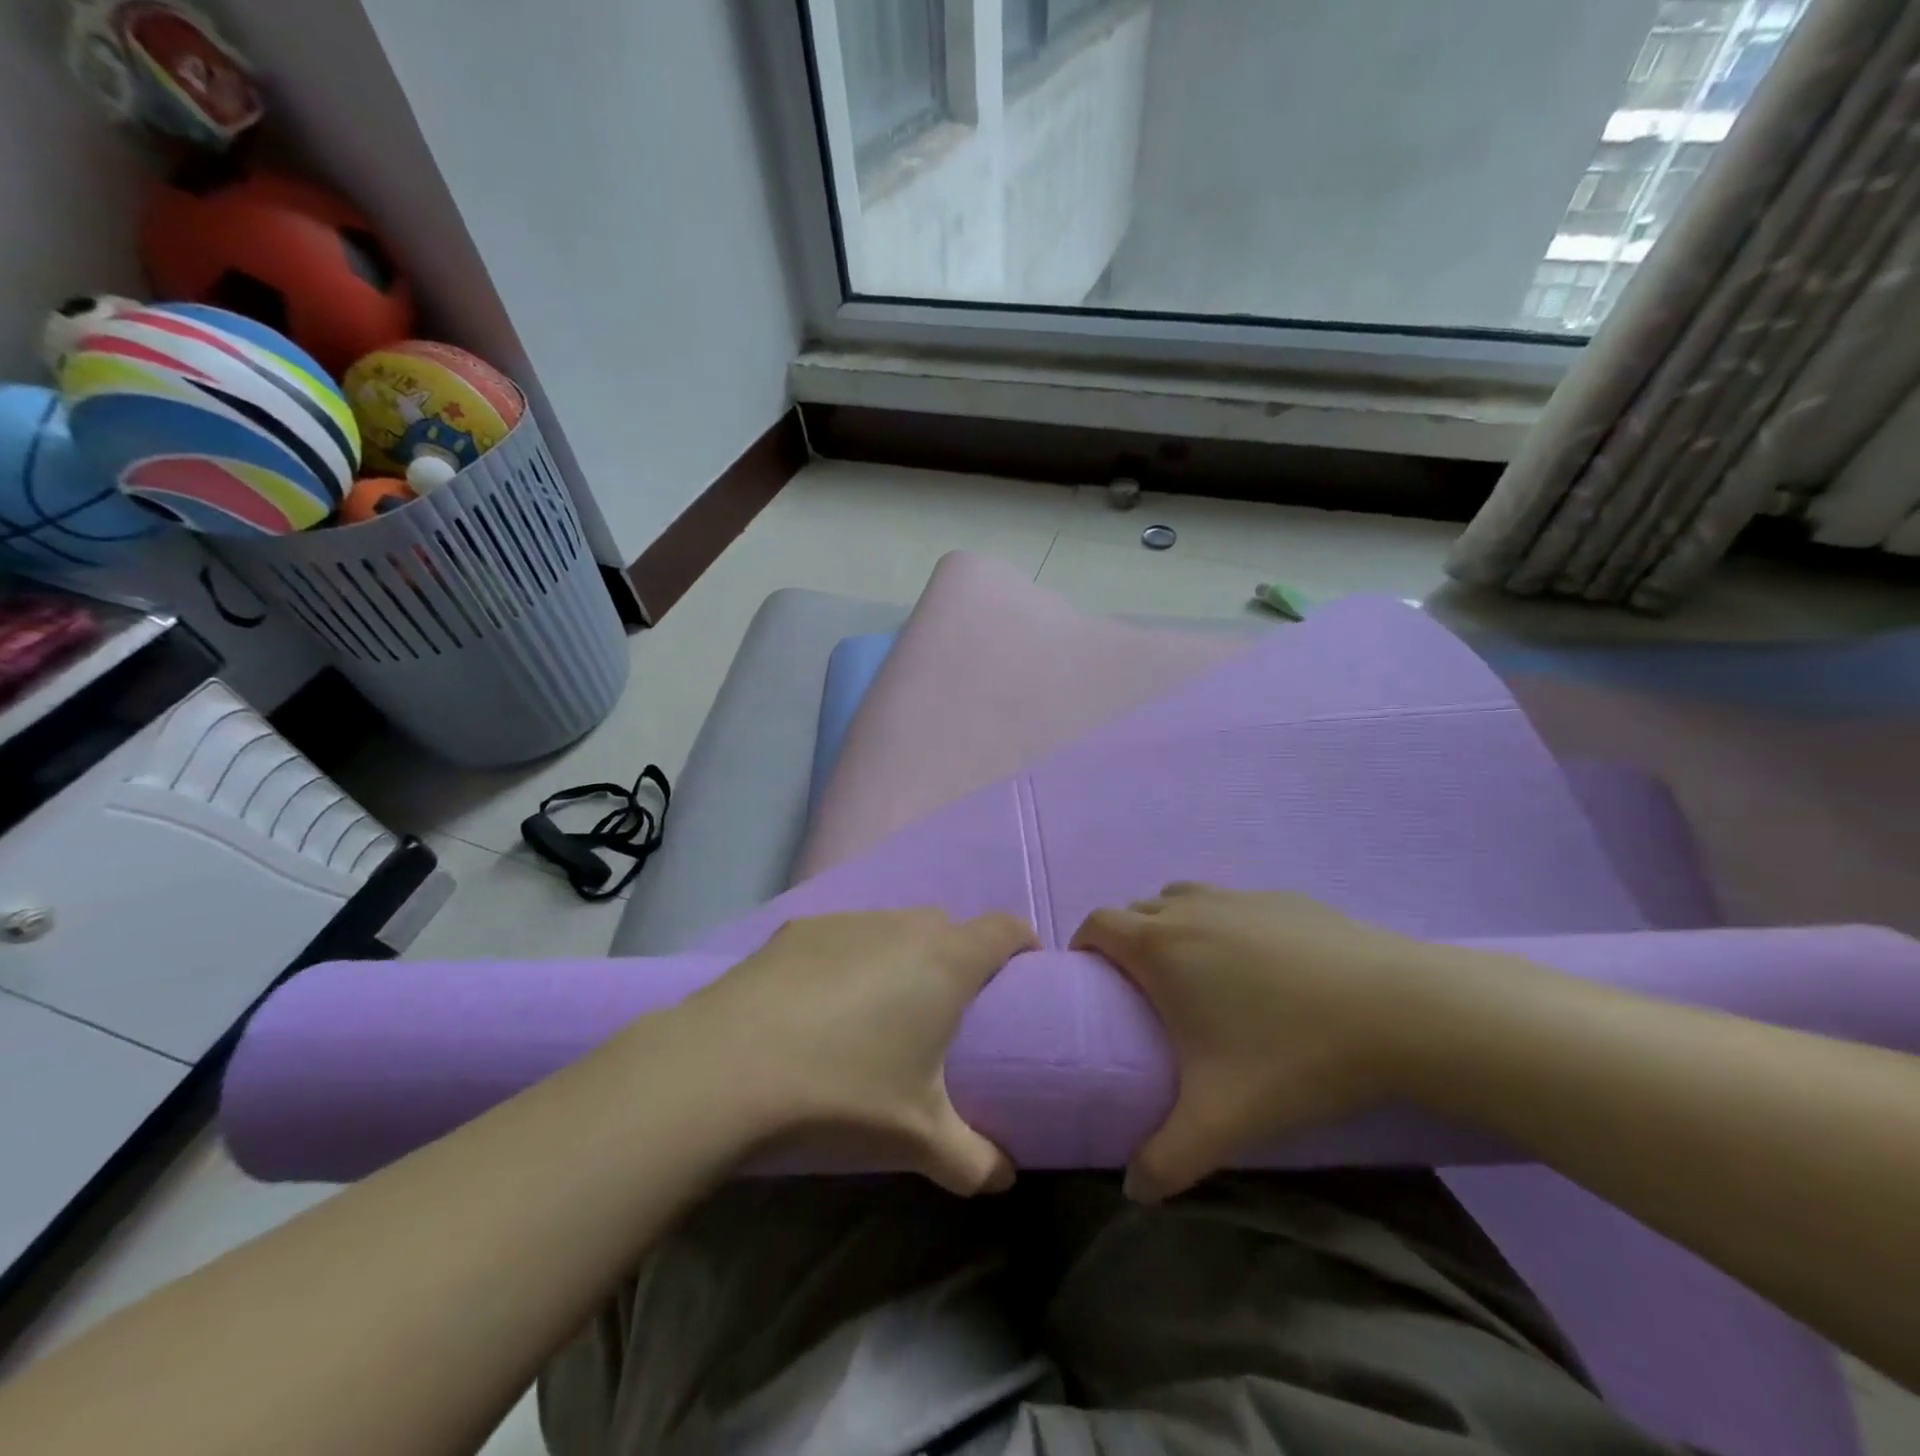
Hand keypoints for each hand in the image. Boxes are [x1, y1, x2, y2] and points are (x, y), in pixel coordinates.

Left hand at [675, 909, 1037, 1195]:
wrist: (730, 1065)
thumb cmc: (845, 1092)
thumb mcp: (919, 1137)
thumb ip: (974, 1159)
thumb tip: (1005, 1179)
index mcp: (946, 961)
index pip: (1004, 929)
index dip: (1021, 944)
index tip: (1022, 973)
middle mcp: (903, 925)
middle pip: (948, 927)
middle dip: (958, 957)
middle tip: (946, 1008)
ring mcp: (849, 920)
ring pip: (894, 927)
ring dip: (902, 955)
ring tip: (880, 1008)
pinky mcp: (800, 928)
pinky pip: (846, 935)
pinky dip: (851, 958)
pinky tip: (821, 1004)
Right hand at [1072, 883, 1467, 1201]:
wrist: (1401, 1010)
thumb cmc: (1293, 1055)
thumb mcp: (1222, 1121)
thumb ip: (1166, 1161)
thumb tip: (1133, 1191)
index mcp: (1161, 946)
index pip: (1098, 924)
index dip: (1085, 947)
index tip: (1094, 984)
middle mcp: (1191, 908)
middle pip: (1137, 910)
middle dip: (1127, 941)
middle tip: (1146, 993)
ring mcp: (1241, 897)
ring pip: (1184, 899)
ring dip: (1173, 926)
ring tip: (1199, 975)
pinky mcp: (1286, 898)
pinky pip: (1233, 904)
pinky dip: (1225, 925)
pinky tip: (1264, 969)